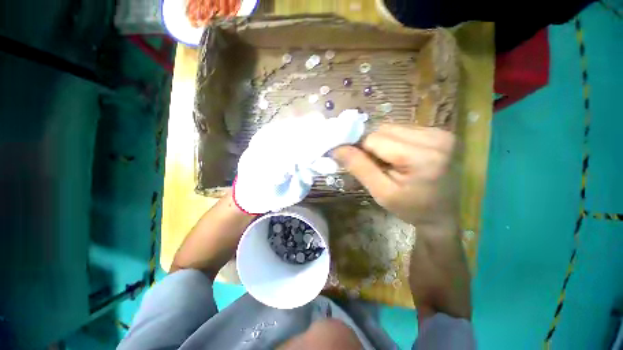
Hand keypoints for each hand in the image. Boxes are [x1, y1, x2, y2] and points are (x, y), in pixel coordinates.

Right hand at [332, 125, 457, 225]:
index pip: (374, 139)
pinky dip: (395, 141)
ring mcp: (440, 133)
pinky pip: (404, 130)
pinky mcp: (441, 133)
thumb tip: (336, 149)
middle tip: (377, 166)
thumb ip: (359, 168)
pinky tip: (401, 157)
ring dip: (383, 143)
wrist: (445, 213)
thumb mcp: (382, 193)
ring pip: (393, 128)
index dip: (361, 150)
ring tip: (390, 162)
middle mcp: (434, 137)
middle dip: (373, 146)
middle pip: (384, 130)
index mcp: (420, 157)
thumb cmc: (412, 208)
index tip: (362, 165)